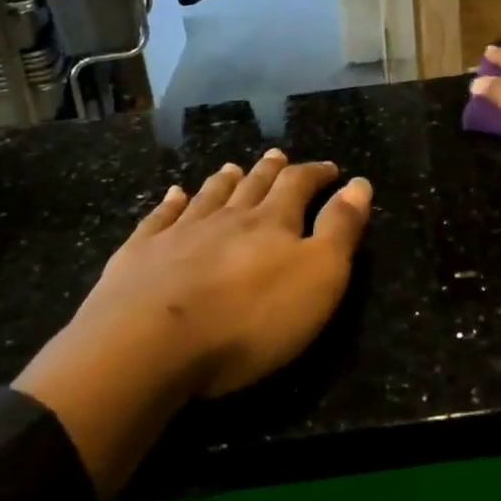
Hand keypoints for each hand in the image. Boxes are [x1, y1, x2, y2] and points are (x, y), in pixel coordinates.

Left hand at [12, 152, 371, 500]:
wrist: (150, 344)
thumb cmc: (249, 319)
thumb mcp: (318, 277)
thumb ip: (340, 229)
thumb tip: (360, 183)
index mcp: (271, 223)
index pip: (299, 186)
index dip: (316, 174)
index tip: (330, 169)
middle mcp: (226, 218)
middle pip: (252, 186)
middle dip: (270, 171)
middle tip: (278, 155)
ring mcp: (178, 233)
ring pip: (208, 197)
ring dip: (224, 181)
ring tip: (233, 168)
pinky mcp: (140, 254)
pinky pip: (160, 218)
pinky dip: (170, 203)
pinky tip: (173, 194)